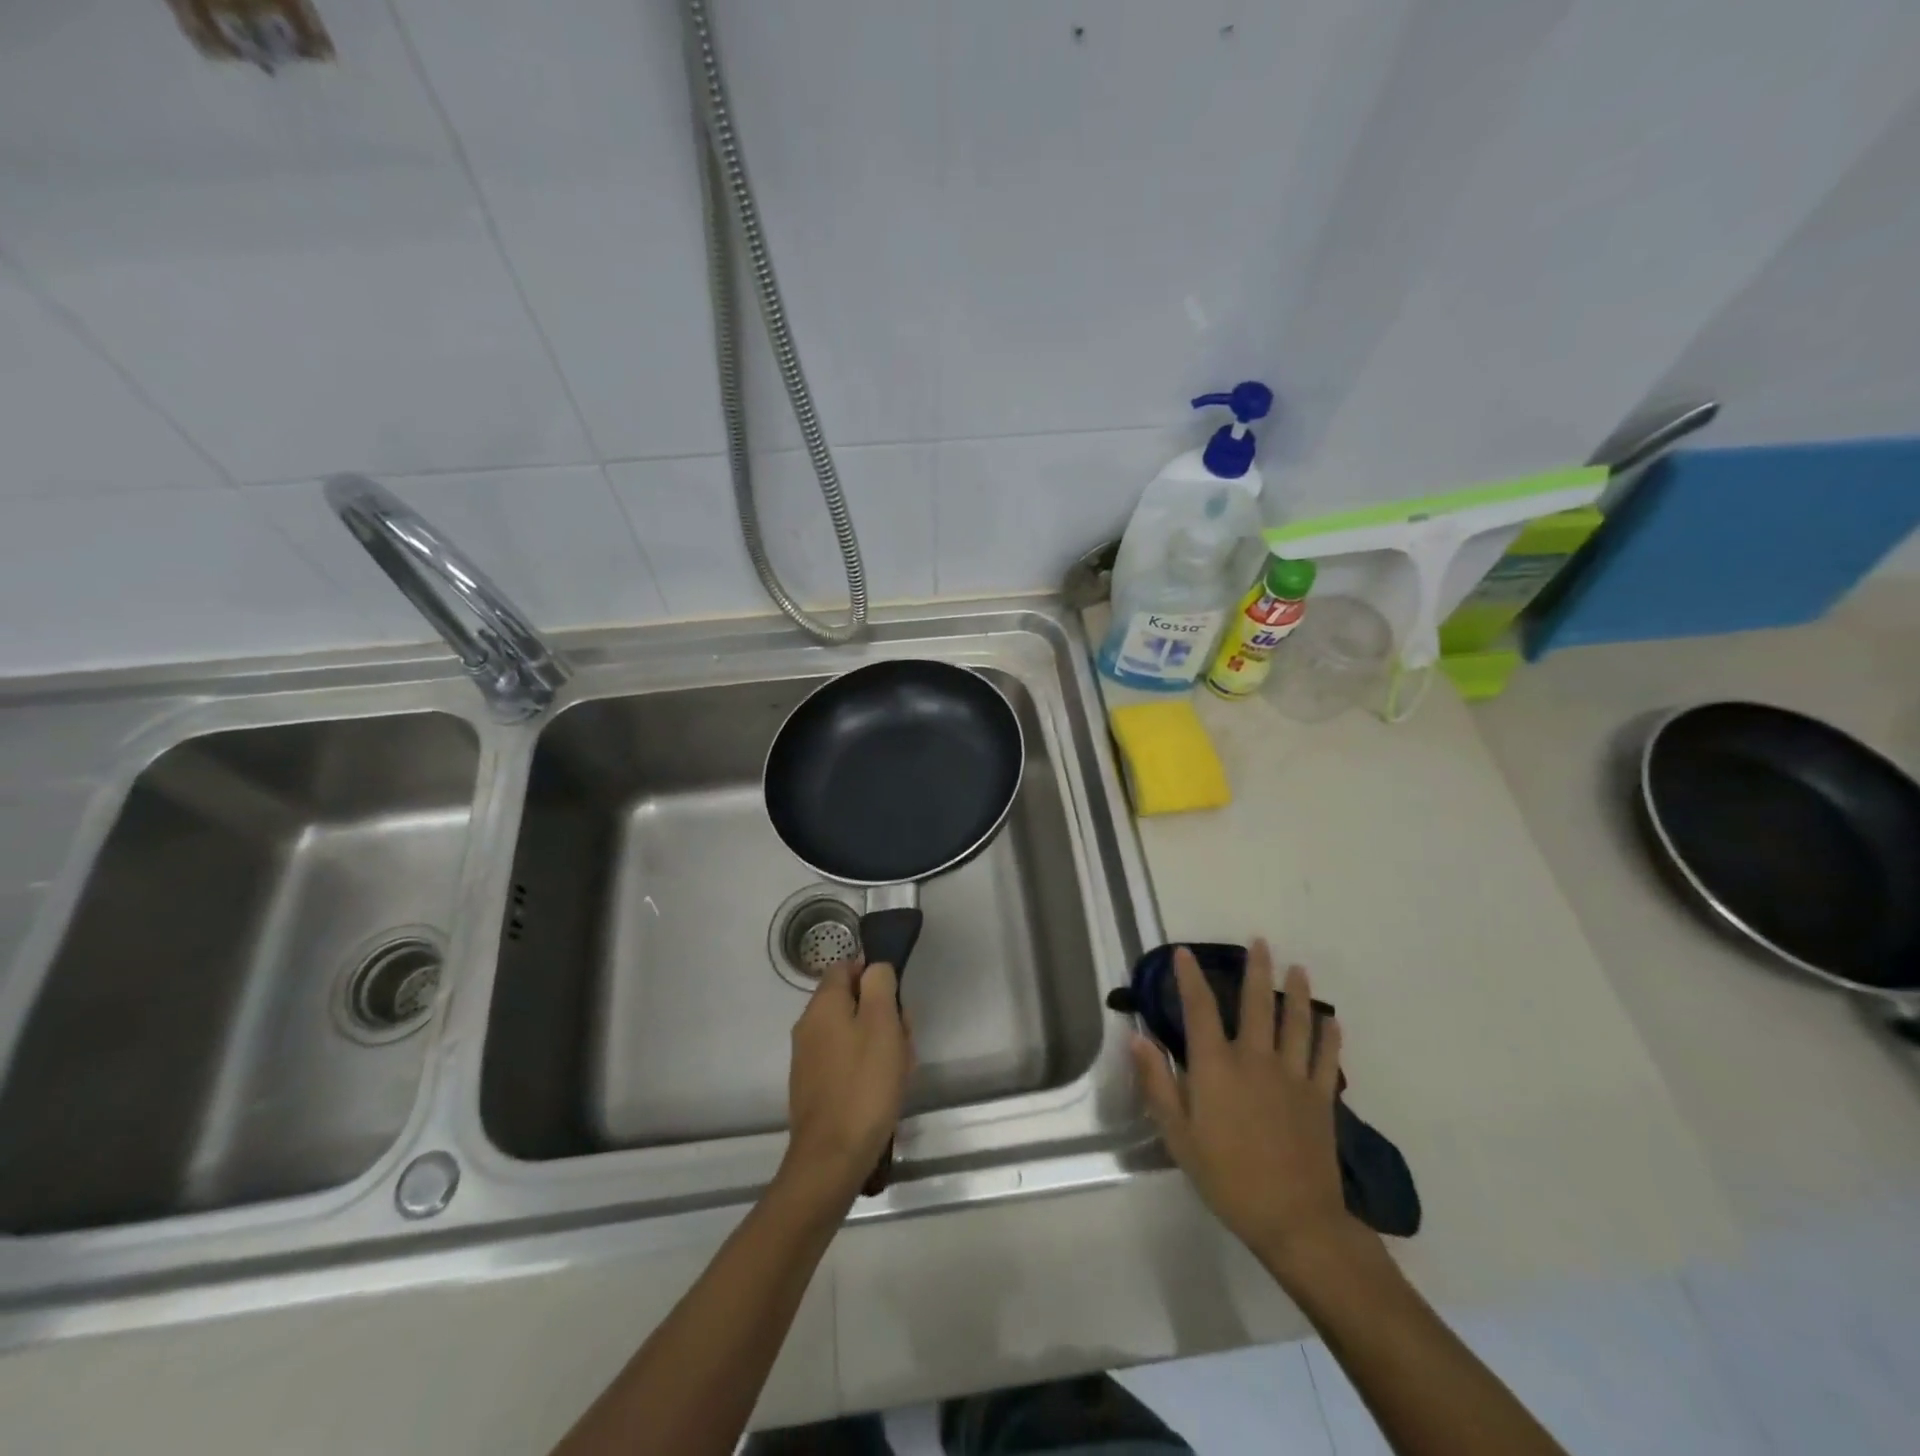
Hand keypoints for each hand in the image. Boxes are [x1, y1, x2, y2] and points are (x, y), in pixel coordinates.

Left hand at [783, 958, 912, 1202]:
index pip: (845, 967)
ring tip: (899, 1069)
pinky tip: (884, 1090)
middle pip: (851, 1002)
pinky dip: (866, 1067)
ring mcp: (808, 1058)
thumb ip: (879, 984)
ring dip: (879, 1043)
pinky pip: (845, 1061)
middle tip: (904, 1039)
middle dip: (882, 1014)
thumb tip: (874, 967)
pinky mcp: (814, 1087)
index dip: (873, 975)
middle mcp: (809, 1026)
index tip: (896, 999)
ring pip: (851, 1033)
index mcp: (823, 1005)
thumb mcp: (882, 1023)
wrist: (832, 1157)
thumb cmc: (864, 1083)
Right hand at [1132, 941, 1370, 1280]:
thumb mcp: (1178, 1136)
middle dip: (1256, 969)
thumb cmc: (1227, 1178)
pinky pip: (1328, 1058)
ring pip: (1296, 1023)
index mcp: (1216, 1067)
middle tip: (1260, 942)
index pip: (1199, 1009)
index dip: (1189, 978)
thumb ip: (1157, 1083)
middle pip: (1256, 1004)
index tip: (1185, 953)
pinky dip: (1330, 1037)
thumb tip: (1137, 1037)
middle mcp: (1255, 1059)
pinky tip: (1332, 1022)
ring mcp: (1293, 1077)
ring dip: (1298, 993)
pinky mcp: (1320, 1098)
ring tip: (1298, 969)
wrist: (1294, 1220)